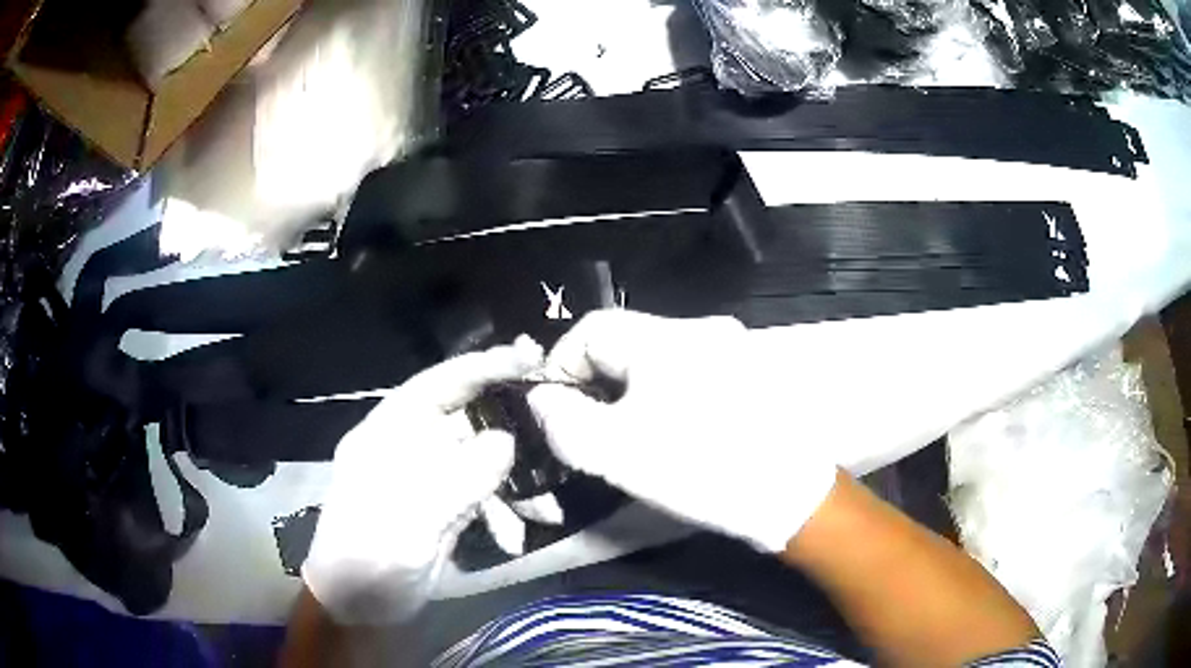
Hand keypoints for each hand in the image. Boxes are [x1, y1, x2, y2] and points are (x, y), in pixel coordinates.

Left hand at [303, 336, 543, 624]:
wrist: (358, 609)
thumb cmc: (369, 559)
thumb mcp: (409, 521)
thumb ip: (457, 478)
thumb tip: (506, 441)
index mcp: (388, 434)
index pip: (437, 385)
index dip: (481, 367)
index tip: (529, 357)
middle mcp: (410, 447)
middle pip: (468, 421)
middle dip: (512, 431)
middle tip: (558, 429)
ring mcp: (428, 478)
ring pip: (481, 461)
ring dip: (514, 484)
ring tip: (545, 510)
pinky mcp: (442, 507)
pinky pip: (481, 496)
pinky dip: (502, 512)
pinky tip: (515, 538)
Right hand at [526, 310, 836, 551]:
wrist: (791, 496)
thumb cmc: (701, 469)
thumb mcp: (617, 452)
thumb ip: (565, 421)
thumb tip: (544, 398)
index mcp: (667, 337)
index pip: (592, 327)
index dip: (562, 364)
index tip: (554, 409)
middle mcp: (702, 330)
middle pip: (625, 343)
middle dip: (597, 382)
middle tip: (589, 429)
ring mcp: (732, 350)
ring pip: (657, 360)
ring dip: (631, 392)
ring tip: (627, 435)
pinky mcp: (749, 375)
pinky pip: (689, 374)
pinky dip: (666, 397)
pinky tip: (672, 433)